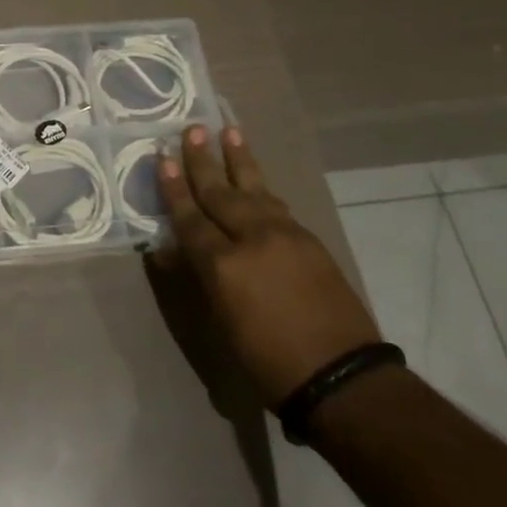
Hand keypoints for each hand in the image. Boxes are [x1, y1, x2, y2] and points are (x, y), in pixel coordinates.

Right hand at [158, 124, 379, 408]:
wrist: (342, 377)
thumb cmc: (268, 361)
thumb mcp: (222, 323)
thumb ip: (199, 278)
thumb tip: (175, 250)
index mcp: (223, 265)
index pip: (191, 218)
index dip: (174, 189)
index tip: (164, 158)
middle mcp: (252, 239)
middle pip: (220, 192)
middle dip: (203, 161)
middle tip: (192, 129)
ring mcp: (285, 235)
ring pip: (254, 188)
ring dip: (239, 159)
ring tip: (228, 131)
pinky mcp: (309, 240)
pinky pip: (276, 204)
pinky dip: (260, 187)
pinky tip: (255, 179)